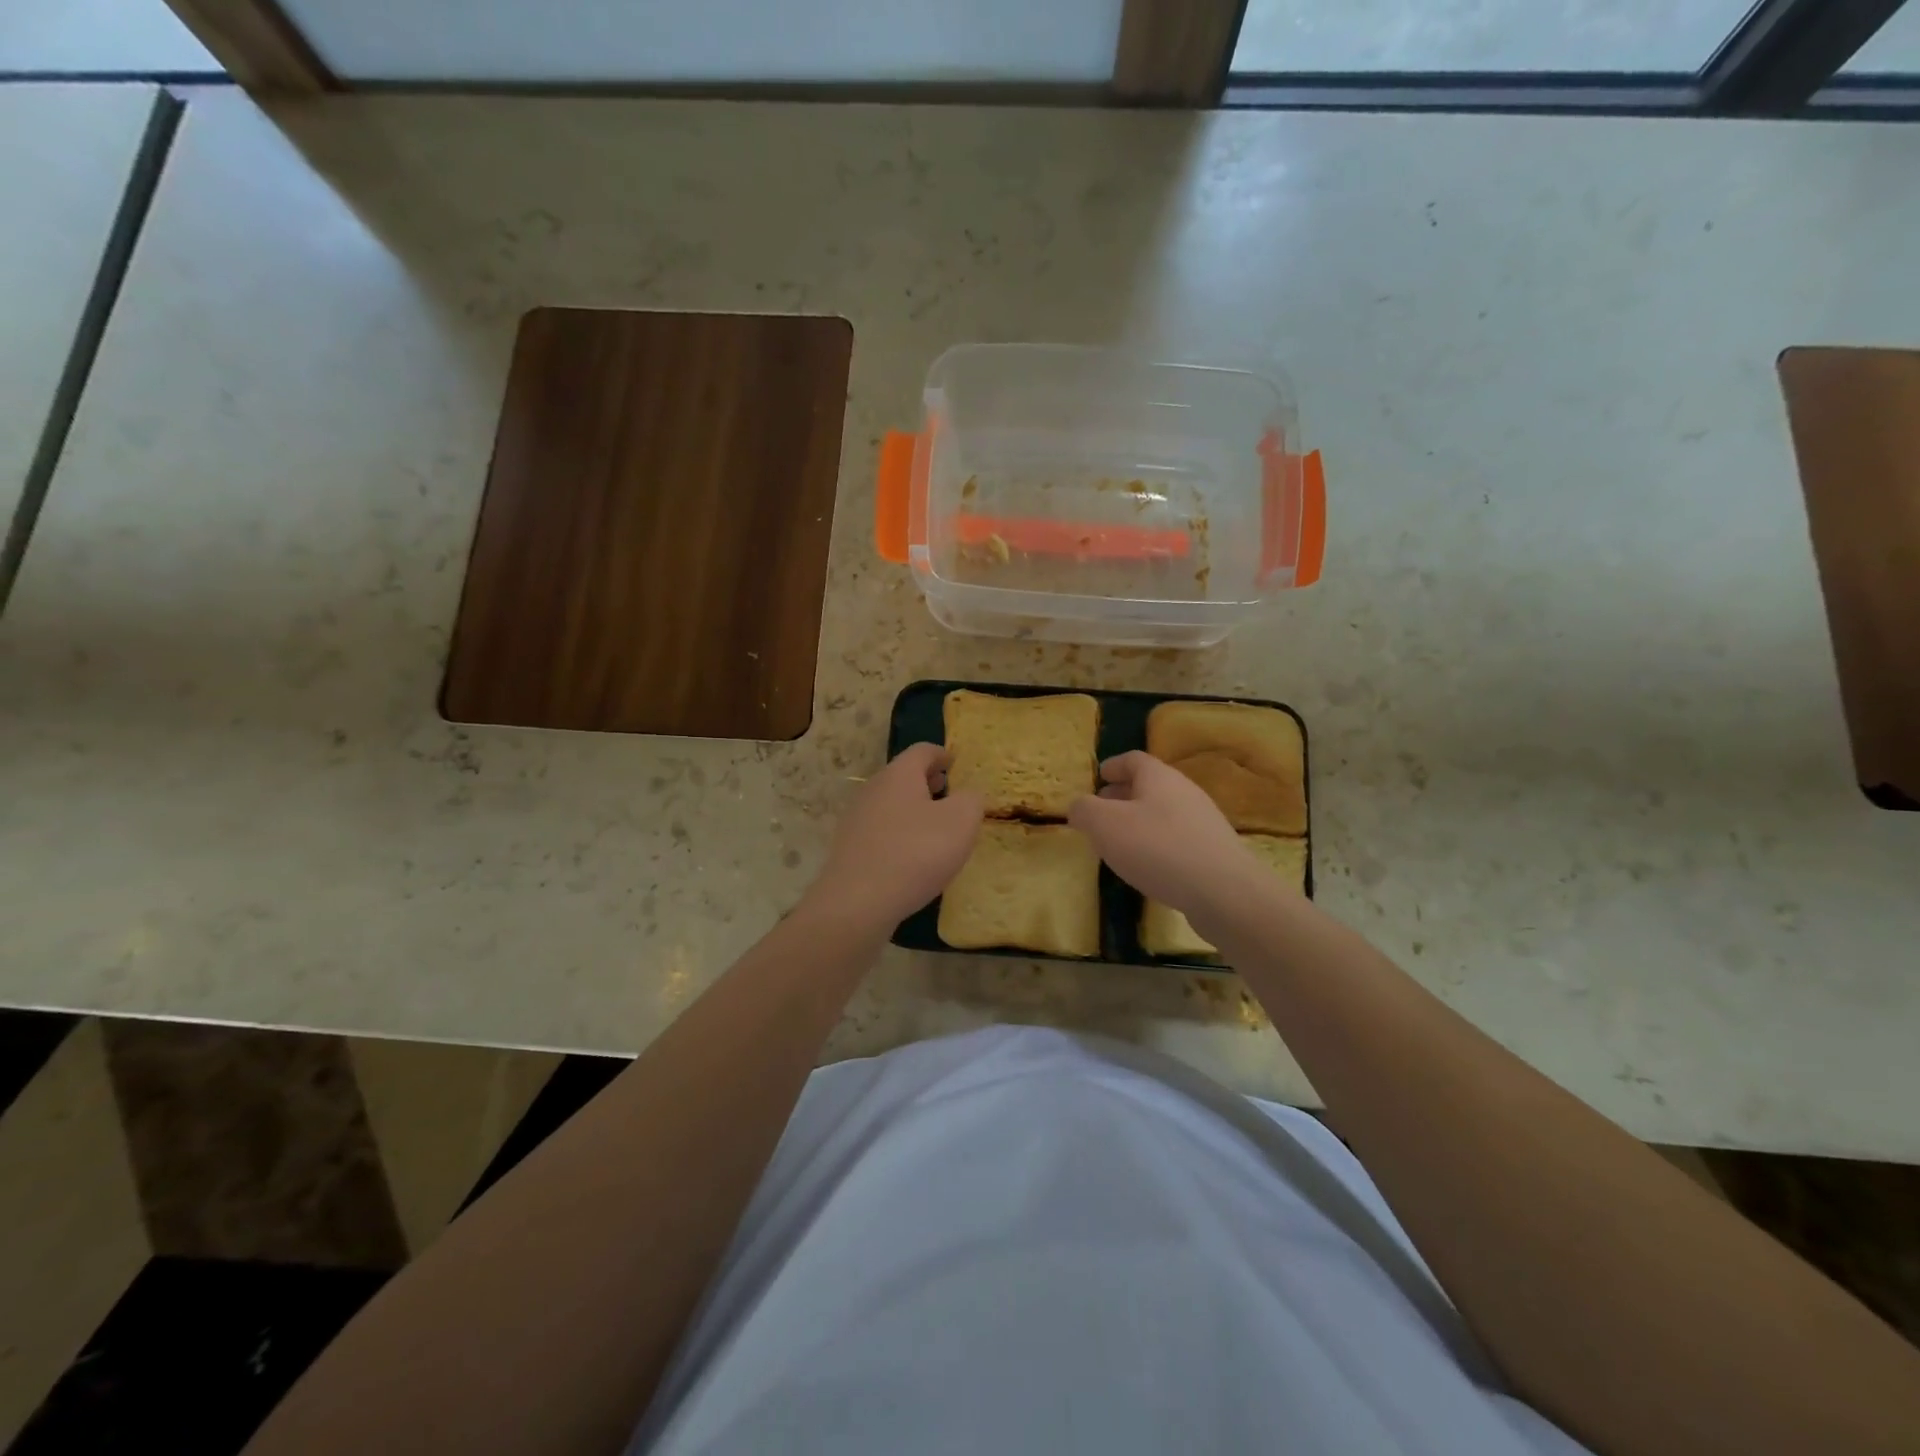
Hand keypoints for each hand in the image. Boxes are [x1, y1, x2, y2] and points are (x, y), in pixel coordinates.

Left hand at [810, 743, 983, 929]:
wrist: (858, 901)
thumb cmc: (916, 852)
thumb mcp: (960, 822)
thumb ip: (971, 800)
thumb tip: (968, 795)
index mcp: (899, 775)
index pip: (922, 751)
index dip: (942, 754)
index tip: (955, 762)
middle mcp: (873, 790)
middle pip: (902, 776)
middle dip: (926, 781)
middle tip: (947, 791)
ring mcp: (856, 820)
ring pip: (890, 804)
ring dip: (912, 809)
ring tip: (934, 827)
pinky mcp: (850, 848)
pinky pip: (880, 831)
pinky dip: (899, 833)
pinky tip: (912, 856)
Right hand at [1069, 751, 1255, 914]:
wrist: (1223, 892)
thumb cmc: (1157, 848)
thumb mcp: (1105, 825)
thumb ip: (1085, 810)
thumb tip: (1078, 806)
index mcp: (1159, 777)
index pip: (1133, 760)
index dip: (1113, 765)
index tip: (1099, 776)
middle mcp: (1184, 791)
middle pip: (1150, 785)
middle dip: (1123, 794)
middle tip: (1102, 810)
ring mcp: (1203, 821)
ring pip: (1164, 812)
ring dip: (1140, 820)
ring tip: (1120, 841)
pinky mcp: (1213, 851)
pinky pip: (1177, 837)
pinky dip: (1157, 842)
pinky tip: (1147, 865)